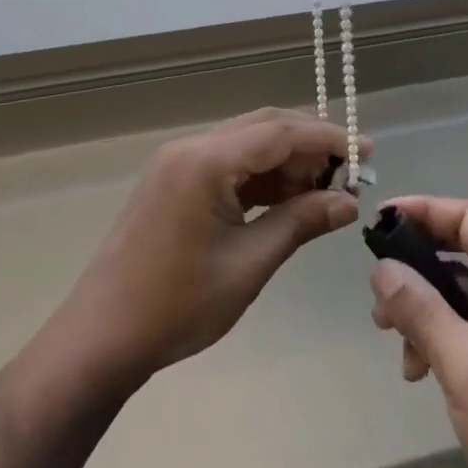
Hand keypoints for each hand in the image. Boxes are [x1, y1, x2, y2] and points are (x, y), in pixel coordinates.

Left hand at [57, 109, 366, 383]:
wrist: (99, 339)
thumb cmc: (176, 306)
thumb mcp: (248, 264)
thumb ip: (300, 223)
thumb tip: (349, 202)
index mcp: (206, 161)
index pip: (281, 132)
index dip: (328, 138)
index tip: (367, 152)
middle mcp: (191, 148)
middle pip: (264, 128)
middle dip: (310, 146)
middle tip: (350, 173)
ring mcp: (178, 164)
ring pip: (247, 144)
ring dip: (287, 162)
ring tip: (325, 192)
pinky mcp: (173, 182)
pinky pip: (228, 165)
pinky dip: (261, 177)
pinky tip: (287, 199)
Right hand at [368, 197, 467, 467]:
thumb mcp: (463, 362)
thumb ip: (420, 308)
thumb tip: (382, 268)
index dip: (427, 209)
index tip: (383, 219)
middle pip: (464, 252)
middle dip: (418, 264)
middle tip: (378, 287)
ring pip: (461, 294)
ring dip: (423, 308)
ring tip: (388, 335)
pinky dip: (438, 338)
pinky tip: (417, 371)